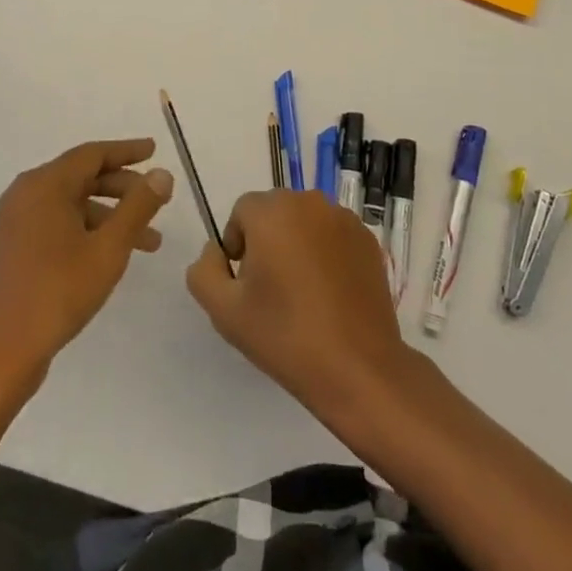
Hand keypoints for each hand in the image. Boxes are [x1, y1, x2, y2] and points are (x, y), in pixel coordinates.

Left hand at [0, 139, 172, 390]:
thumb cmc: (56, 293)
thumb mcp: (108, 249)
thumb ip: (138, 207)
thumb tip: (162, 174)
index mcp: (44, 185)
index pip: (92, 154)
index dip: (127, 151)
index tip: (155, 150)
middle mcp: (26, 193)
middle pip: (82, 177)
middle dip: (124, 188)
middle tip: (157, 201)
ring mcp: (16, 221)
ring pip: (73, 204)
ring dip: (110, 216)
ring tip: (149, 243)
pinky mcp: (14, 247)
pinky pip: (58, 223)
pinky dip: (88, 230)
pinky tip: (111, 254)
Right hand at [186, 191, 411, 415]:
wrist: (358, 368)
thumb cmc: (286, 336)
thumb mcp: (224, 311)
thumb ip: (204, 271)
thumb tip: (215, 250)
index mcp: (272, 211)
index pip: (242, 212)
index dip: (238, 245)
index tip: (246, 283)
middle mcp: (308, 202)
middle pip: (274, 212)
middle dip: (267, 241)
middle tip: (272, 289)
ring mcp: (343, 218)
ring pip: (305, 222)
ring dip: (297, 244)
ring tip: (303, 293)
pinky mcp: (367, 239)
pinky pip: (333, 235)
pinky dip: (326, 253)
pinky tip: (330, 294)